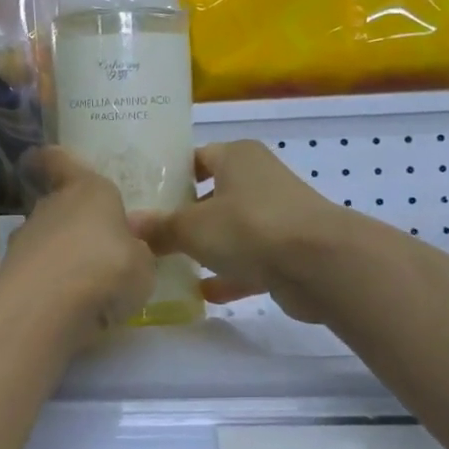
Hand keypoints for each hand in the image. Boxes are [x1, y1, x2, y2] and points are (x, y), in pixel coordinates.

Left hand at [2, 148, 155, 338]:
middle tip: (99, 247)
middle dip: (74, 223)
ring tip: (88, 286)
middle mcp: (51, 206)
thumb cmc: (106, 268)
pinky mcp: (10, 272)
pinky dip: (50, 284)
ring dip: (62, 256)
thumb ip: (136, 251)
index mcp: (87, 189)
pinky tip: (69, 306)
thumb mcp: (143, 264)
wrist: (46, 307)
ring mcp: (25, 238)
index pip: (59, 160)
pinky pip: (37, 272)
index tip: (46, 162)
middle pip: (58, 205)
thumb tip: (129, 245)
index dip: (54, 161)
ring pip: (46, 239)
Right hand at [137, 140, 340, 323]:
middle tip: (151, 233)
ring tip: (171, 264)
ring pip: (233, 229)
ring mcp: (278, 215)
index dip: (169, 176)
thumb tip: (128, 225)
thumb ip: (160, 227)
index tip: (143, 196)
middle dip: (185, 216)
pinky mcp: (290, 251)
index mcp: (236, 156)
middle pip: (213, 194)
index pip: (196, 158)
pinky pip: (252, 259)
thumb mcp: (192, 227)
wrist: (320, 264)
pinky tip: (203, 292)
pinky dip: (230, 274)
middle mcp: (259, 178)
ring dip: (208, 247)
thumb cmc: (249, 226)